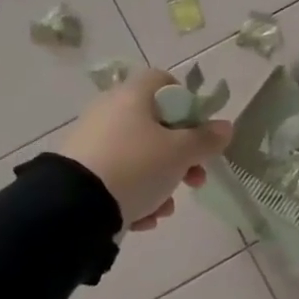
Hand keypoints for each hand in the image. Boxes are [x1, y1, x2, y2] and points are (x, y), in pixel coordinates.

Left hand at [59, 70, 231, 230]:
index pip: (164, 81)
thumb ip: (207, 140)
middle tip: (195, 179)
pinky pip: (119, 177)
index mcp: (132, 97)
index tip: (199, 131)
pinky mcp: (81, 171)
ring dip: (161, 182)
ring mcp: (92, 141)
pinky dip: (135, 195)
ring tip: (164, 208)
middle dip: (182, 156)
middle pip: (156, 125)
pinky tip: (142, 217)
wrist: (74, 207)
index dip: (187, 103)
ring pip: (140, 156)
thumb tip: (225, 127)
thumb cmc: (137, 166)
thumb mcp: (181, 153)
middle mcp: (110, 112)